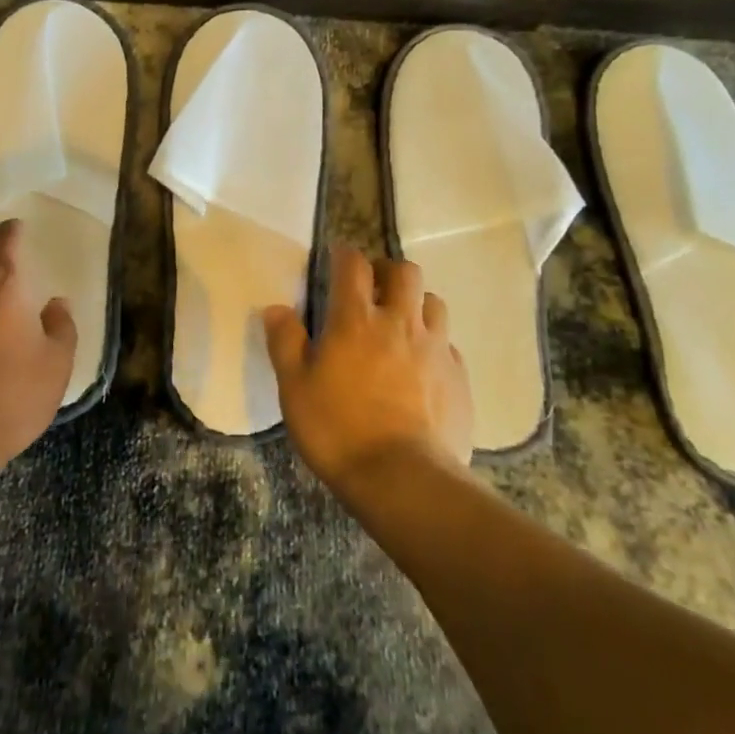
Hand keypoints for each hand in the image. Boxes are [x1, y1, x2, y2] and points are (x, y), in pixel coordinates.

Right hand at [265, 246, 472, 494]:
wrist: (403, 479)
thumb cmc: (338, 430)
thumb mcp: (295, 389)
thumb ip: (285, 343)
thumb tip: (276, 308)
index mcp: (355, 320)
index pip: (353, 265)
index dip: (344, 254)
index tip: (337, 257)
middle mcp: (399, 322)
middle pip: (404, 271)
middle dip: (387, 270)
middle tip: (373, 288)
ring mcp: (435, 348)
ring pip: (433, 302)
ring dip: (415, 303)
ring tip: (401, 324)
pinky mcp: (458, 377)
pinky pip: (448, 344)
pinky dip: (434, 344)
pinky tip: (423, 367)